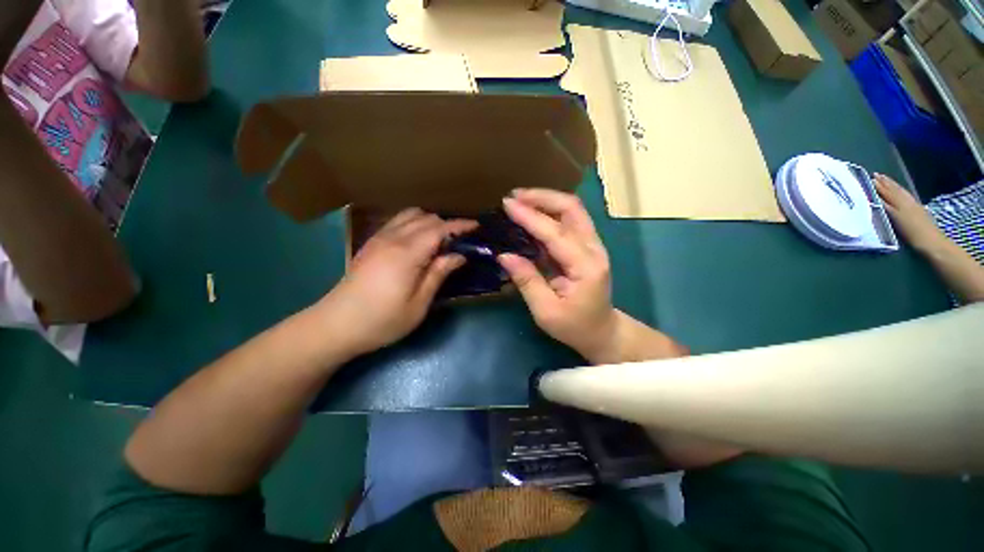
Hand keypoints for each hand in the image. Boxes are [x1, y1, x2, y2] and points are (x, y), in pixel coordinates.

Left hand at [318, 208, 476, 355]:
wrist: (335, 325)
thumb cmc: (382, 320)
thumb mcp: (418, 304)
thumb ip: (438, 274)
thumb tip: (458, 255)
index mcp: (407, 253)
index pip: (439, 229)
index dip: (459, 225)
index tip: (476, 225)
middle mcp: (393, 238)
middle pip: (426, 218)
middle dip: (447, 224)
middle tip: (460, 241)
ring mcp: (378, 238)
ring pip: (409, 215)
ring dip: (429, 222)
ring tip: (441, 239)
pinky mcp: (370, 244)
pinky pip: (397, 222)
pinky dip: (414, 224)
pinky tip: (418, 241)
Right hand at [498, 189, 618, 360]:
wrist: (602, 331)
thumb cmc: (574, 326)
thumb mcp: (546, 311)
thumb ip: (527, 281)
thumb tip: (504, 255)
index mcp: (585, 267)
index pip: (555, 233)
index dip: (530, 216)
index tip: (507, 204)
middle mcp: (594, 249)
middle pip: (572, 208)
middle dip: (542, 197)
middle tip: (514, 196)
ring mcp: (593, 245)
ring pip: (573, 210)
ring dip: (546, 201)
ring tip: (520, 200)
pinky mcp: (586, 247)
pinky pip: (569, 220)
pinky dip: (549, 213)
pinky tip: (531, 215)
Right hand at [874, 174, 944, 252]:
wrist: (931, 241)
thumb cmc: (911, 233)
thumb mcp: (896, 220)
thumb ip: (887, 208)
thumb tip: (875, 198)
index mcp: (899, 203)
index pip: (887, 192)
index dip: (879, 186)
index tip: (871, 178)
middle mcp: (906, 201)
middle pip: (894, 189)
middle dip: (885, 182)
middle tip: (877, 174)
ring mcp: (913, 205)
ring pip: (901, 191)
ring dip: (892, 185)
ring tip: (885, 179)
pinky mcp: (918, 209)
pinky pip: (906, 196)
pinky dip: (900, 191)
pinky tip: (900, 191)